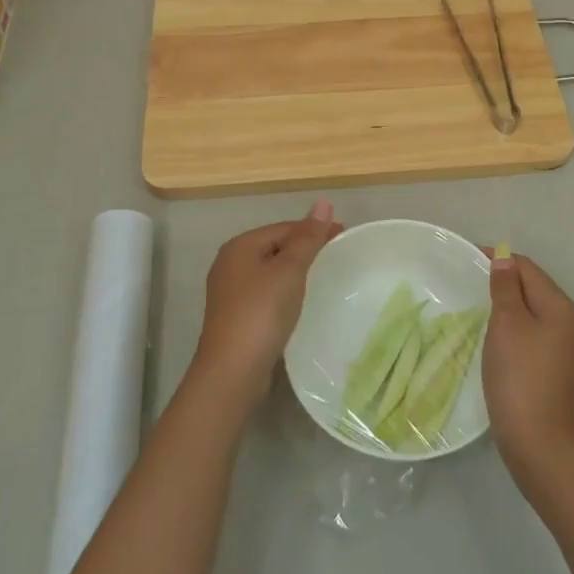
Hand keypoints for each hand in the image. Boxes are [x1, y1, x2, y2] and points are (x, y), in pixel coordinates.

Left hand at [192, 200, 341, 415]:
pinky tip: (298, 301)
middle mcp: (230, 263)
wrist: (233, 371)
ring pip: (269, 270)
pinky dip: (284, 290)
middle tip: (337, 254)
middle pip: (275, 246)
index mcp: (240, 246)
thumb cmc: (262, 312)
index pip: (284, 228)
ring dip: (294, 270)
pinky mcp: (235, 316)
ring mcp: (229, 292)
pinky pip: (265, 292)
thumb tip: (322, 202)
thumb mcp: (289, 270)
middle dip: (305, 248)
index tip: (343, 234)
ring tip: (322, 275)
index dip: (314, 229)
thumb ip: (307, 237)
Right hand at [483, 250, 573, 480]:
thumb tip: (504, 259)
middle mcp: (567, 320)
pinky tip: (492, 331)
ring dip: (506, 302)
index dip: (499, 259)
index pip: (528, 268)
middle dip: (503, 279)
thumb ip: (506, 288)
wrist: (536, 438)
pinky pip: (530, 329)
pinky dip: (511, 323)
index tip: (468, 258)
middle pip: (532, 286)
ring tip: (476, 301)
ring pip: (530, 309)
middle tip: (468, 280)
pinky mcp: (551, 363)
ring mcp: (562, 344)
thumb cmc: (519, 374)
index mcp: (559, 305)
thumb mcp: (507, 323)